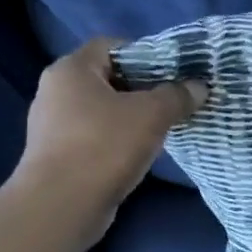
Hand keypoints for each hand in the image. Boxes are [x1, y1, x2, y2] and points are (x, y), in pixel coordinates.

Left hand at [11, 38, 206, 242]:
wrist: (62, 205)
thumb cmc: (104, 147)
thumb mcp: (151, 115)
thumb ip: (177, 96)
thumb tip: (198, 87)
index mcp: (71, 69)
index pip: (112, 45)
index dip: (145, 54)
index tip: (173, 73)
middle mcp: (55, 91)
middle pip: (107, 78)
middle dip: (142, 88)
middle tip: (173, 101)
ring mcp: (52, 125)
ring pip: (101, 110)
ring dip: (130, 117)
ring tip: (161, 129)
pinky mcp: (57, 155)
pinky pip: (94, 137)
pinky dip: (116, 140)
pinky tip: (138, 154)